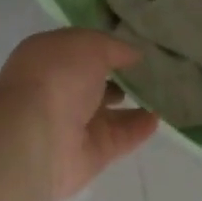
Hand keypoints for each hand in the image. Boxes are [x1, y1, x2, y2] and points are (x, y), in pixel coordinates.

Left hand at [0, 30, 158, 200]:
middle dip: (120, 77)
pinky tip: (159, 117)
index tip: (137, 46)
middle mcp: (58, 92)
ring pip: (109, 114)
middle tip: (154, 71)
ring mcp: (73, 126)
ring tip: (165, 93)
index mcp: (48, 60)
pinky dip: (139, 129)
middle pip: (94, 84)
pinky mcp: (91, 155)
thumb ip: (113, 47)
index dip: (106, 48)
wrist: (36, 138)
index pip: (80, 51)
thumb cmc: (56, 79)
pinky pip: (120, 138)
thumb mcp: (88, 45)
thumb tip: (133, 56)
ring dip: (134, 104)